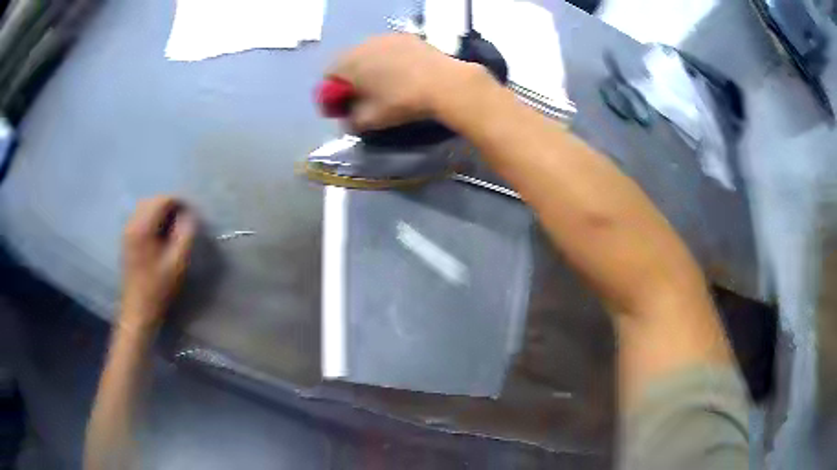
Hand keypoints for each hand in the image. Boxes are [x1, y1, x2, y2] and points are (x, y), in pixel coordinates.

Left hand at [120, 196, 195, 330]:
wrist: (138, 310)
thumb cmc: (158, 288)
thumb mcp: (177, 263)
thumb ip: (185, 234)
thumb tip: (190, 215)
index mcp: (142, 228)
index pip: (162, 200)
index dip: (179, 202)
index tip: (191, 215)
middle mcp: (132, 224)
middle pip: (152, 200)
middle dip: (169, 205)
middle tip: (183, 220)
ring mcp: (127, 231)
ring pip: (145, 207)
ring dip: (160, 211)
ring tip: (173, 226)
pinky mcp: (126, 239)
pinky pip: (140, 218)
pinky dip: (152, 218)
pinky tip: (160, 234)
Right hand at [327, 34, 481, 131]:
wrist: (444, 83)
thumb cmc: (401, 101)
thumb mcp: (371, 119)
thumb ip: (351, 121)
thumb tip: (347, 121)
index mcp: (348, 62)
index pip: (329, 75)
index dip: (332, 92)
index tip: (343, 105)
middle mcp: (363, 44)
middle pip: (348, 61)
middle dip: (351, 78)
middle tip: (363, 95)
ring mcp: (386, 37)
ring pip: (369, 53)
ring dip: (370, 67)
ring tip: (385, 83)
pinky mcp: (407, 37)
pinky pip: (389, 49)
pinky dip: (389, 59)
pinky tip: (403, 73)